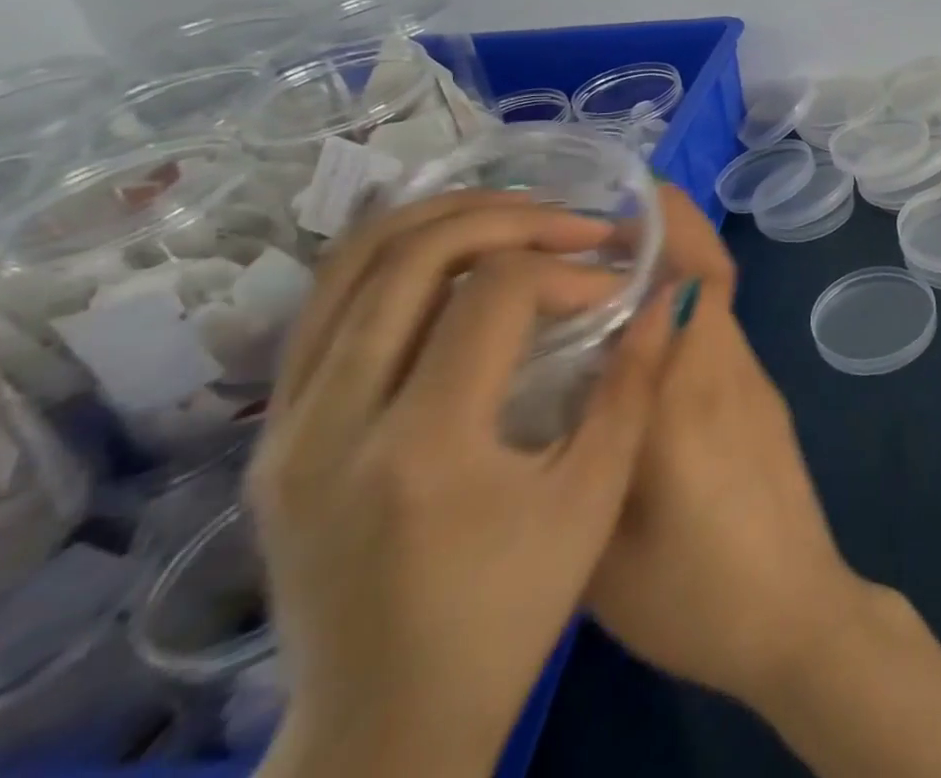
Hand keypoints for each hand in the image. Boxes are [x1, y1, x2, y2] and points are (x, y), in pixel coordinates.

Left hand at [252, 192, 674, 777]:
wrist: (382, 729)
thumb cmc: (506, 615)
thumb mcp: (593, 499)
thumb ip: (634, 383)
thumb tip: (671, 294)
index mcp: (423, 446)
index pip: (494, 294)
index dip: (566, 269)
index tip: (611, 287)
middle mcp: (333, 422)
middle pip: (411, 256)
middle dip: (507, 218)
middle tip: (571, 222)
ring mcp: (286, 427)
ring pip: (350, 265)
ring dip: (442, 220)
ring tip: (515, 215)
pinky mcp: (270, 437)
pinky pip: (324, 306)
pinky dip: (391, 256)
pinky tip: (448, 250)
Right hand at [584, 193, 875, 710]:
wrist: (795, 616)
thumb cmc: (694, 594)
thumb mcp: (601, 544)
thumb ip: (577, 456)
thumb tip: (547, 392)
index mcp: (688, 392)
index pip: (697, 281)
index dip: (673, 226)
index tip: (632, 193)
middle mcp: (727, 368)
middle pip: (710, 276)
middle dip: (668, 233)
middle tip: (601, 226)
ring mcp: (754, 382)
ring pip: (715, 302)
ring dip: (674, 273)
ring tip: (604, 280)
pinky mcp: (764, 401)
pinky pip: (719, 335)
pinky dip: (684, 315)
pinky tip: (638, 347)